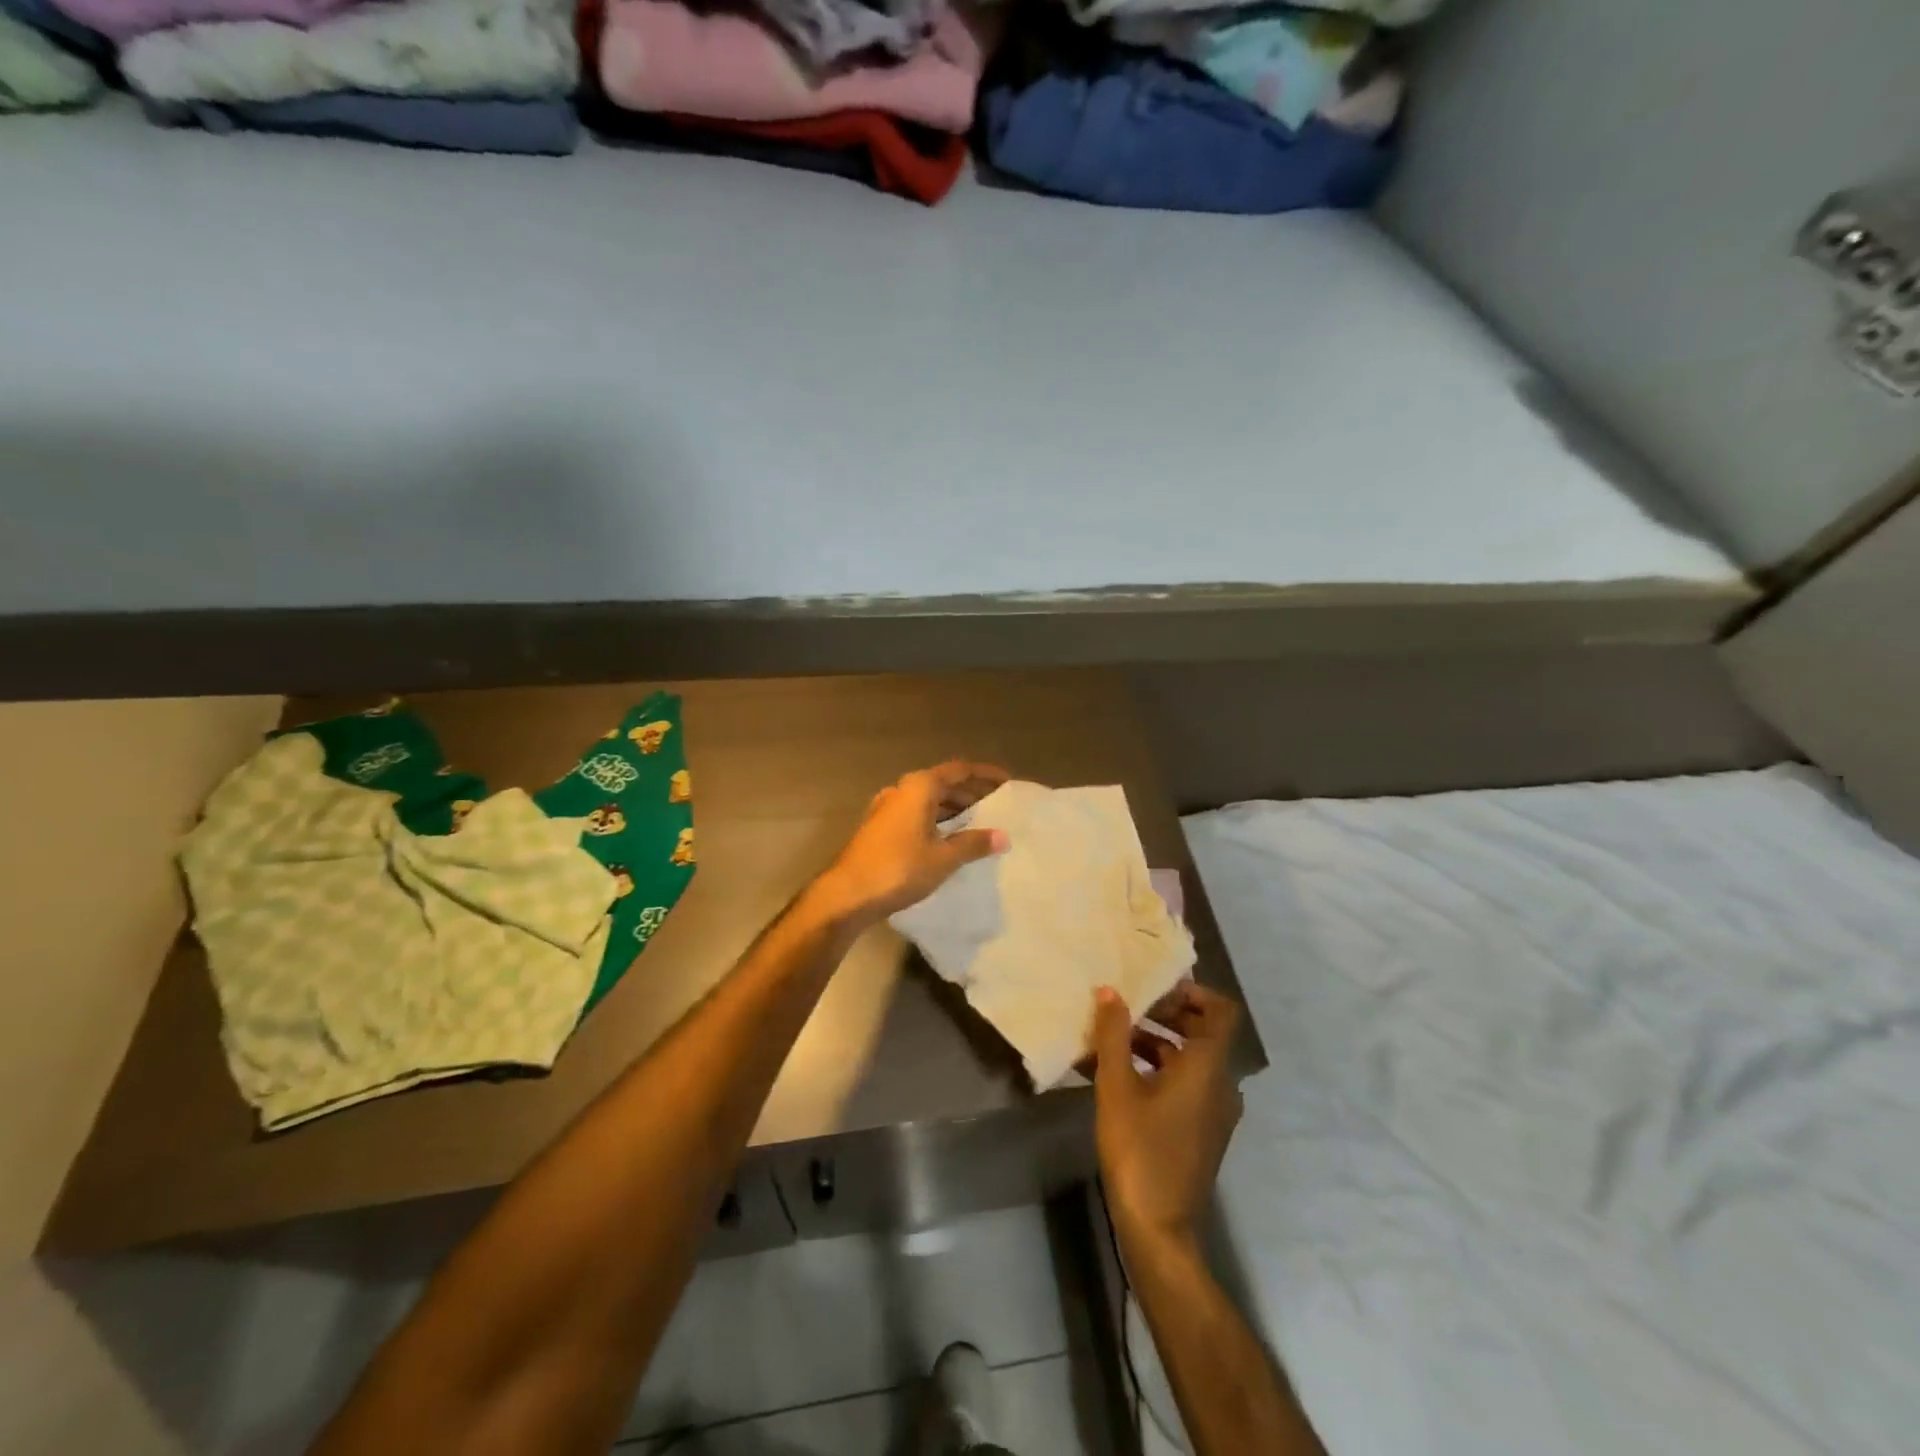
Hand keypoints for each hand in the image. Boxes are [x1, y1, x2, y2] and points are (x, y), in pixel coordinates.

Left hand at [813, 761, 1008, 928]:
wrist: (846, 894)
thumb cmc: (899, 869)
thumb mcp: (943, 858)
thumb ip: (973, 844)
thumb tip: (1003, 836)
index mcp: (919, 787)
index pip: (959, 770)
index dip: (985, 775)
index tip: (1007, 782)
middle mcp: (901, 789)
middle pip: (942, 783)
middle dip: (970, 792)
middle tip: (996, 805)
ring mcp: (886, 808)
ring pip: (927, 800)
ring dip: (952, 808)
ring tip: (977, 823)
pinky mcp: (878, 827)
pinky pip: (915, 813)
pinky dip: (935, 819)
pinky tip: (947, 838)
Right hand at [1091, 982, 1242, 1251]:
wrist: (1158, 1228)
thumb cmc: (1139, 1149)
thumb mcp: (1117, 1086)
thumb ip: (1113, 1034)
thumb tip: (1110, 990)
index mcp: (1209, 1067)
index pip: (1221, 1011)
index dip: (1193, 992)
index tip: (1155, 989)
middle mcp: (1221, 1084)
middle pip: (1203, 1032)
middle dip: (1166, 1015)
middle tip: (1128, 1008)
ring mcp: (1214, 1111)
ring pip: (1190, 1060)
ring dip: (1156, 1042)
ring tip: (1113, 1039)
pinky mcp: (1202, 1131)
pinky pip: (1186, 1085)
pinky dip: (1158, 1070)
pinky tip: (1118, 1075)